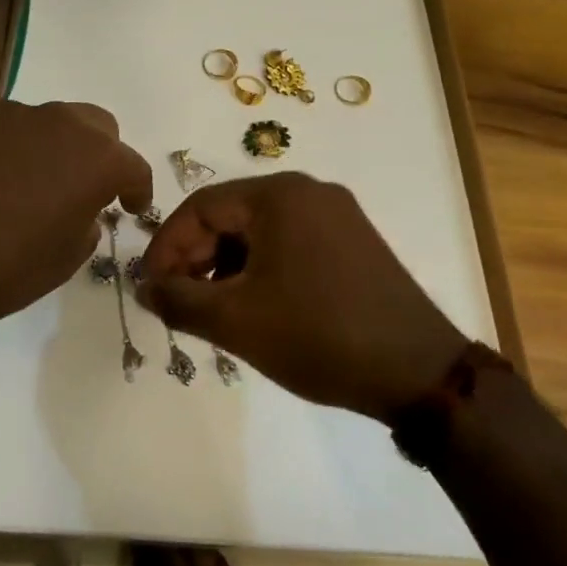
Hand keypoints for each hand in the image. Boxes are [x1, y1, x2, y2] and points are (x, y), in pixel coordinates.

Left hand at [0, 100, 151, 341]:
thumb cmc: (1, 271)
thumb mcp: (64, 260)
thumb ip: (86, 223)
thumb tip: (82, 209)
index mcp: (93, 158)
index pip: (132, 164)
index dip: (137, 187)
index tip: (131, 206)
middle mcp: (56, 122)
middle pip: (94, 124)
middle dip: (98, 152)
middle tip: (83, 186)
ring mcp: (5, 113)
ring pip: (42, 121)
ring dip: (45, 147)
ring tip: (21, 184)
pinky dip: (0, 146)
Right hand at [136, 173, 467, 419]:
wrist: (421, 374)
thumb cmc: (318, 336)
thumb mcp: (235, 321)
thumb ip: (178, 301)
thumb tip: (145, 289)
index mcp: (279, 195)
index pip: (200, 207)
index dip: (166, 246)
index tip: (150, 286)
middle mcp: (309, 191)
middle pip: (230, 215)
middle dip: (196, 257)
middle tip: (179, 300)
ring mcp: (337, 215)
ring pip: (259, 231)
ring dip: (227, 265)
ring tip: (213, 309)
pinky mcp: (354, 241)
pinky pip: (290, 242)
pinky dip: (261, 268)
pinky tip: (255, 305)